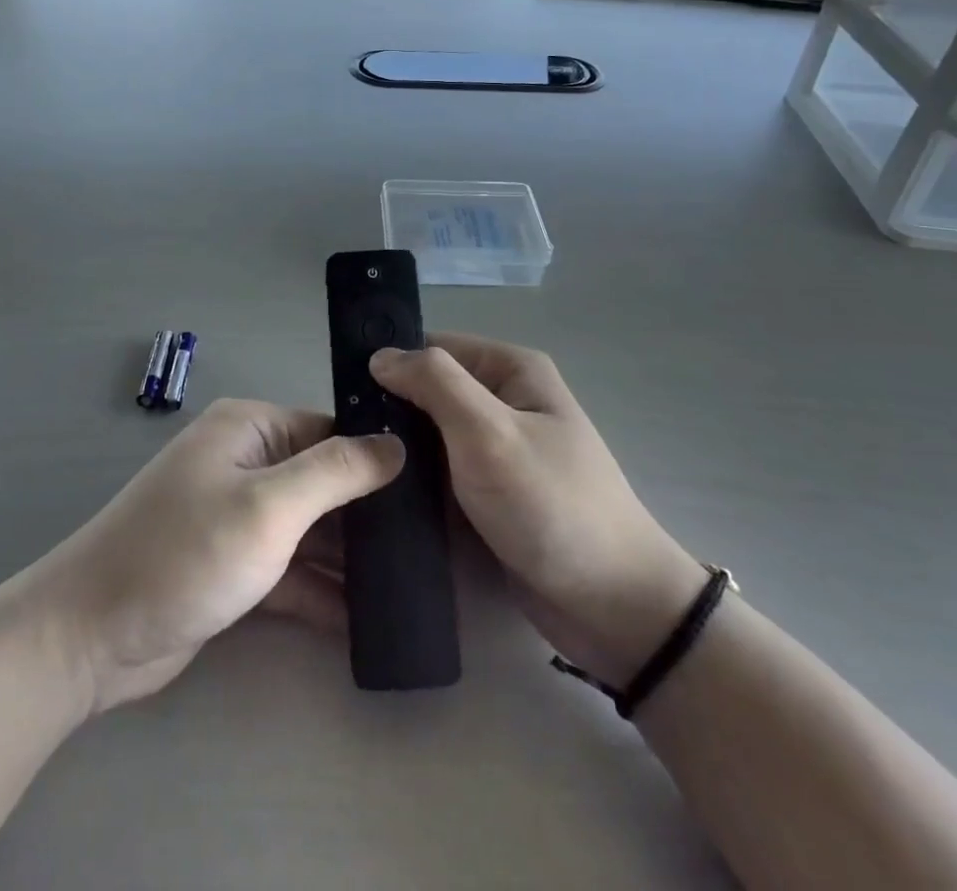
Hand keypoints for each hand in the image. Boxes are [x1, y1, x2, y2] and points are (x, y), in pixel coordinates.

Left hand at [26, 398, 404, 714]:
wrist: (88, 637)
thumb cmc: (185, 553)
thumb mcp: (269, 507)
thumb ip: (336, 473)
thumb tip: (396, 444)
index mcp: (250, 429)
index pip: (330, 431)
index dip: (378, 459)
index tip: (431, 492)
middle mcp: (244, 463)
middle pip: (322, 481)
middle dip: (366, 514)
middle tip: (429, 545)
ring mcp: (235, 516)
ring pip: (308, 529)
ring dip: (346, 558)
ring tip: (409, 584)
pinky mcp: (230, 566)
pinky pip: (287, 569)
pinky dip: (317, 591)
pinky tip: (363, 621)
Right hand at [371, 335, 706, 688]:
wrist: (613, 608)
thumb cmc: (551, 505)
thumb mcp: (489, 432)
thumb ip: (434, 384)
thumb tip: (381, 354)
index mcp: (512, 370)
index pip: (434, 347)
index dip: (391, 363)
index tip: (344, 392)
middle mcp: (506, 401)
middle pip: (431, 391)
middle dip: (391, 412)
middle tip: (344, 439)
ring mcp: (499, 451)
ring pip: (431, 436)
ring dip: (399, 450)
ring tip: (351, 469)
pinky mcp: (491, 494)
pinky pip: (442, 474)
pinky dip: (415, 482)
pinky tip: (377, 496)